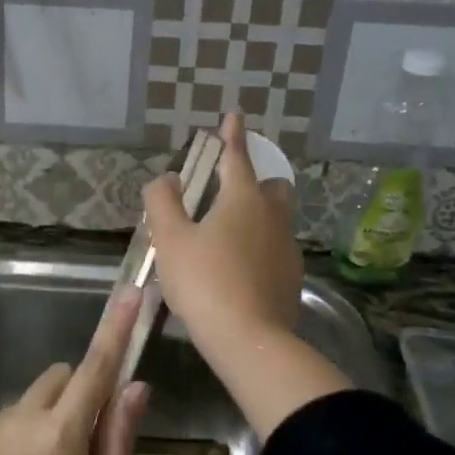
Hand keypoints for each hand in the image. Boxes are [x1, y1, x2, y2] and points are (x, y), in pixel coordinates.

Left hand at [0, 289, 149, 454]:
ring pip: (24, 406)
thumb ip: (118, 439)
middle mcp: (18, 420)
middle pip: (57, 379)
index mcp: (61, 433)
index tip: (129, 293)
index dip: (115, 329)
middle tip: (82, 445)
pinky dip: (10, 446)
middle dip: (75, 394)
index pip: (96, 367)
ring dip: (41, 423)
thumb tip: (135, 386)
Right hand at [143, 113, 303, 351]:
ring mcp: (287, 248)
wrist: (248, 339)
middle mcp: (272, 217)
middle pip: (270, 186)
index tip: (233, 115)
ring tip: (228, 236)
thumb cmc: (204, 281)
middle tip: (228, 191)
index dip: (231, 135)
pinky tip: (240, 269)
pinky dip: (260, 248)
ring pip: (276, 219)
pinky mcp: (292, 278)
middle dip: (253, 180)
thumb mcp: (170, 240)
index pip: (237, 157)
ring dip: (257, 216)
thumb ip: (163, 202)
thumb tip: (167, 178)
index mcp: (243, 199)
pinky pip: (276, 249)